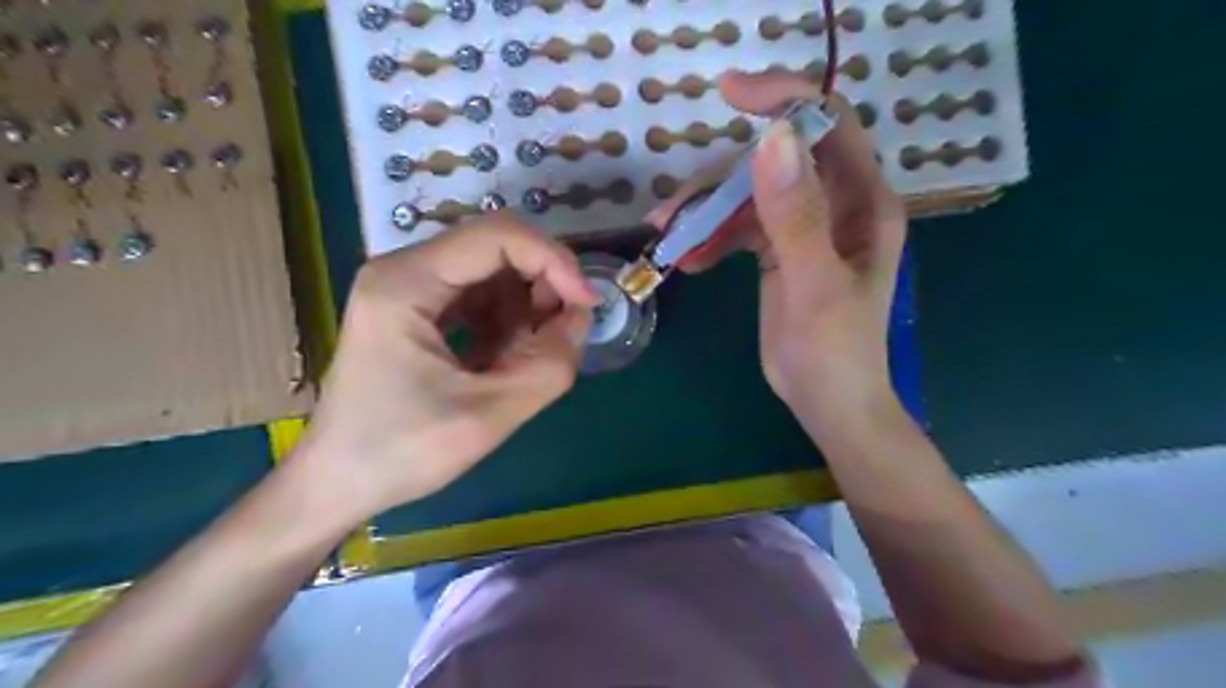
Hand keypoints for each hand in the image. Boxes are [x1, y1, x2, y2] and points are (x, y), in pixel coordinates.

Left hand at [291, 214, 598, 521]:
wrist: (337, 483)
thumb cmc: (400, 453)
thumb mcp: (487, 417)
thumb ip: (548, 366)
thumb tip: (582, 318)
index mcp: (406, 283)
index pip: (498, 235)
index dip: (554, 261)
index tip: (587, 305)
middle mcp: (404, 270)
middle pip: (496, 246)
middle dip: (543, 282)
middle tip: (566, 331)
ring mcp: (408, 287)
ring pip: (492, 269)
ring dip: (528, 304)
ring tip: (535, 352)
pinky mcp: (417, 308)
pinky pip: (479, 294)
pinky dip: (508, 318)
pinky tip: (509, 356)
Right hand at [645, 71, 902, 430]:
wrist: (827, 404)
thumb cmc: (835, 353)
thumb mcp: (815, 286)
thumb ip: (795, 217)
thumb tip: (771, 139)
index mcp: (861, 202)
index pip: (828, 124)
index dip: (784, 99)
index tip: (728, 94)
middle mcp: (835, 205)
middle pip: (774, 162)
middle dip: (720, 180)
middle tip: (672, 210)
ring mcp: (805, 227)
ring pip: (748, 196)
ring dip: (706, 213)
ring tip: (668, 237)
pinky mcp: (779, 251)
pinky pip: (739, 228)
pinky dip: (711, 239)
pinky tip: (688, 261)